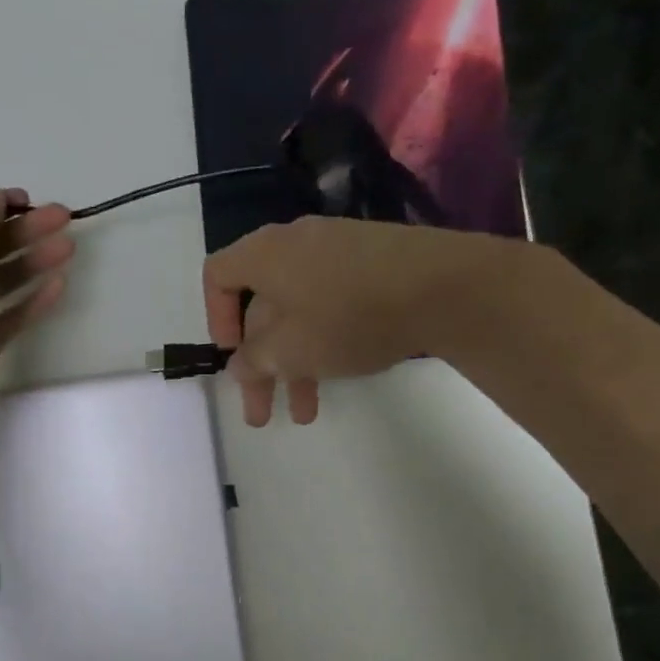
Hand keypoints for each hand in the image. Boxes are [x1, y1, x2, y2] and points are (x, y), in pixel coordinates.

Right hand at [203, 217, 510, 425]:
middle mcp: (296, 245)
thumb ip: (254, 359)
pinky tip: (338, 374)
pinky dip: (324, 341)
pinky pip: (331, 303)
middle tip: (262, 414)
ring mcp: (338, 251)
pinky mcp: (373, 263)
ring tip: (306, 415)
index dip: (215, 318)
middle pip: (261, 307)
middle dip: (261, 366)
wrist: (444, 286)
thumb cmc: (348, 316)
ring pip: (299, 313)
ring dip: (295, 366)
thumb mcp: (290, 348)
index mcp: (266, 254)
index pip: (217, 275)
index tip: (232, 356)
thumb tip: (241, 363)